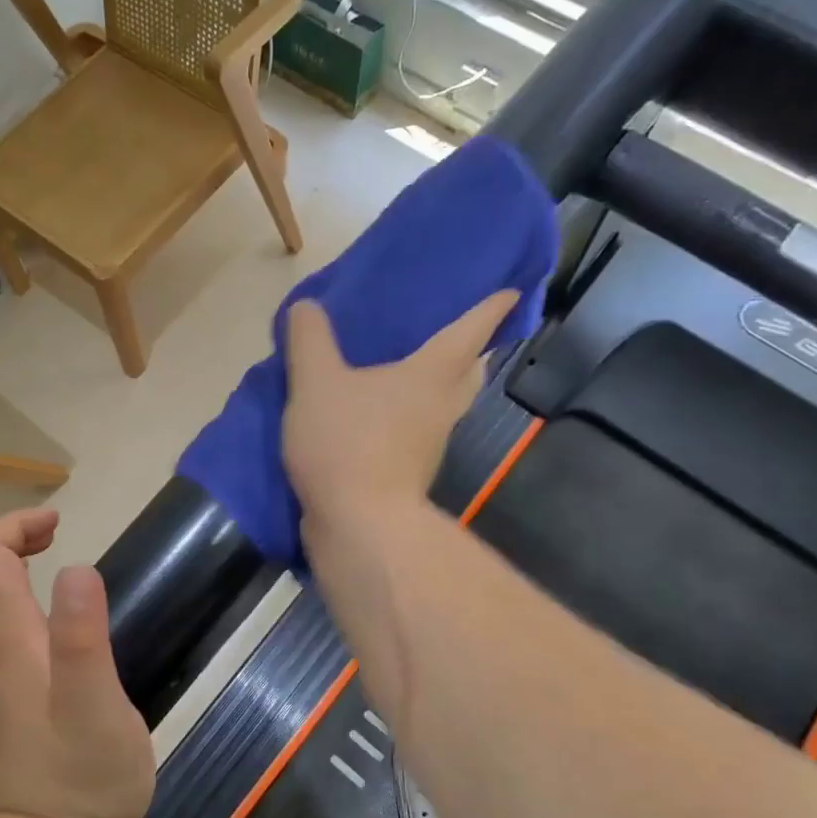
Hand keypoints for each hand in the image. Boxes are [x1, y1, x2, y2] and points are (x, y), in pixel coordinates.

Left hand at [0, 508, 153, 817]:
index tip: (58, 523)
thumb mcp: (101, 706)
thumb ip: (83, 636)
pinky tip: (6, 622)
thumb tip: (75, 569)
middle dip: (1, 540)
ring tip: (31, 569)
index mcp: (2, 643)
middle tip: (51, 540)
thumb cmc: (87, 774)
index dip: (16, 525)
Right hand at [282, 291, 518, 524]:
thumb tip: (306, 305)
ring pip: (446, 405)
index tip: (510, 293)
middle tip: (458, 333)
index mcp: (429, 376)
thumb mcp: (315, 382)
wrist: (357, 524)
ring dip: (441, 386)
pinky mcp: (409, 473)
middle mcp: (440, 408)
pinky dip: (410, 416)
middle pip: (468, 373)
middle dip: (471, 352)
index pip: (469, 332)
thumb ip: (309, 339)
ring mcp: (429, 445)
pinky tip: (381, 415)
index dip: (490, 308)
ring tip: (415, 370)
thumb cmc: (346, 443)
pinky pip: (418, 432)